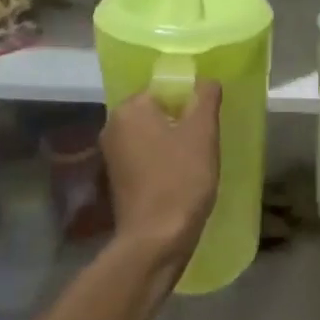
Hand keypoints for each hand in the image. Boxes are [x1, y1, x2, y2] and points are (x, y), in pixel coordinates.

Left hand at [102, 82, 222, 268]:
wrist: (156, 239)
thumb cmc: (181, 179)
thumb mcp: (202, 133)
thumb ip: (205, 99)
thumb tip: (206, 80)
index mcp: (130, 109)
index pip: (164, 88)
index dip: (190, 100)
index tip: (208, 120)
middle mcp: (113, 126)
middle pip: (156, 111)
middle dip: (181, 121)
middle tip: (206, 139)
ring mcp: (111, 155)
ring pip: (151, 135)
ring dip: (173, 142)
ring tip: (197, 159)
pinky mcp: (117, 179)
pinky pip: (144, 157)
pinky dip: (162, 161)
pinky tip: (181, 176)